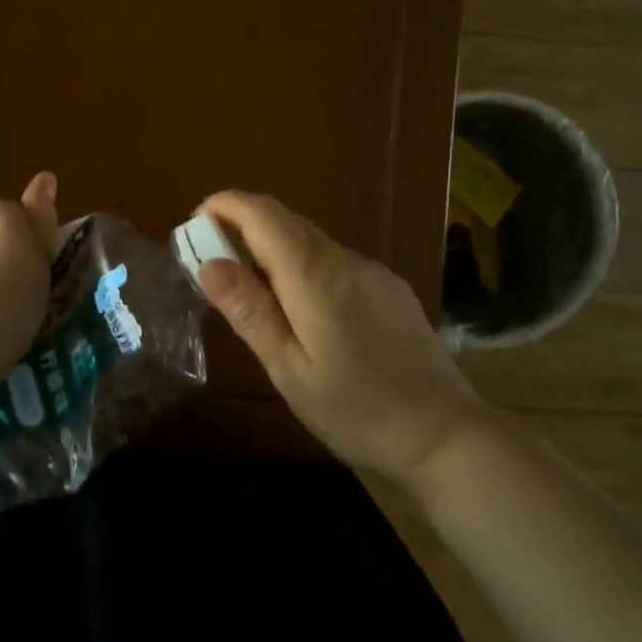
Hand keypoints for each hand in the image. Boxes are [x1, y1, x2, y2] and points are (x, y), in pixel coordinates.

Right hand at [195, 190, 485, 480]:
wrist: (447, 436)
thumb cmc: (357, 410)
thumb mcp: (289, 369)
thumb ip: (249, 311)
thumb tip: (208, 263)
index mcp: (313, 275)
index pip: (263, 214)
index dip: (225, 205)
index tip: (195, 222)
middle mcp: (343, 259)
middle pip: (285, 221)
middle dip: (242, 226)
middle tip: (212, 262)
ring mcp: (372, 271)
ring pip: (310, 240)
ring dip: (272, 248)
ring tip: (252, 292)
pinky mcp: (390, 288)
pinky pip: (334, 260)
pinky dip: (302, 265)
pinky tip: (304, 310)